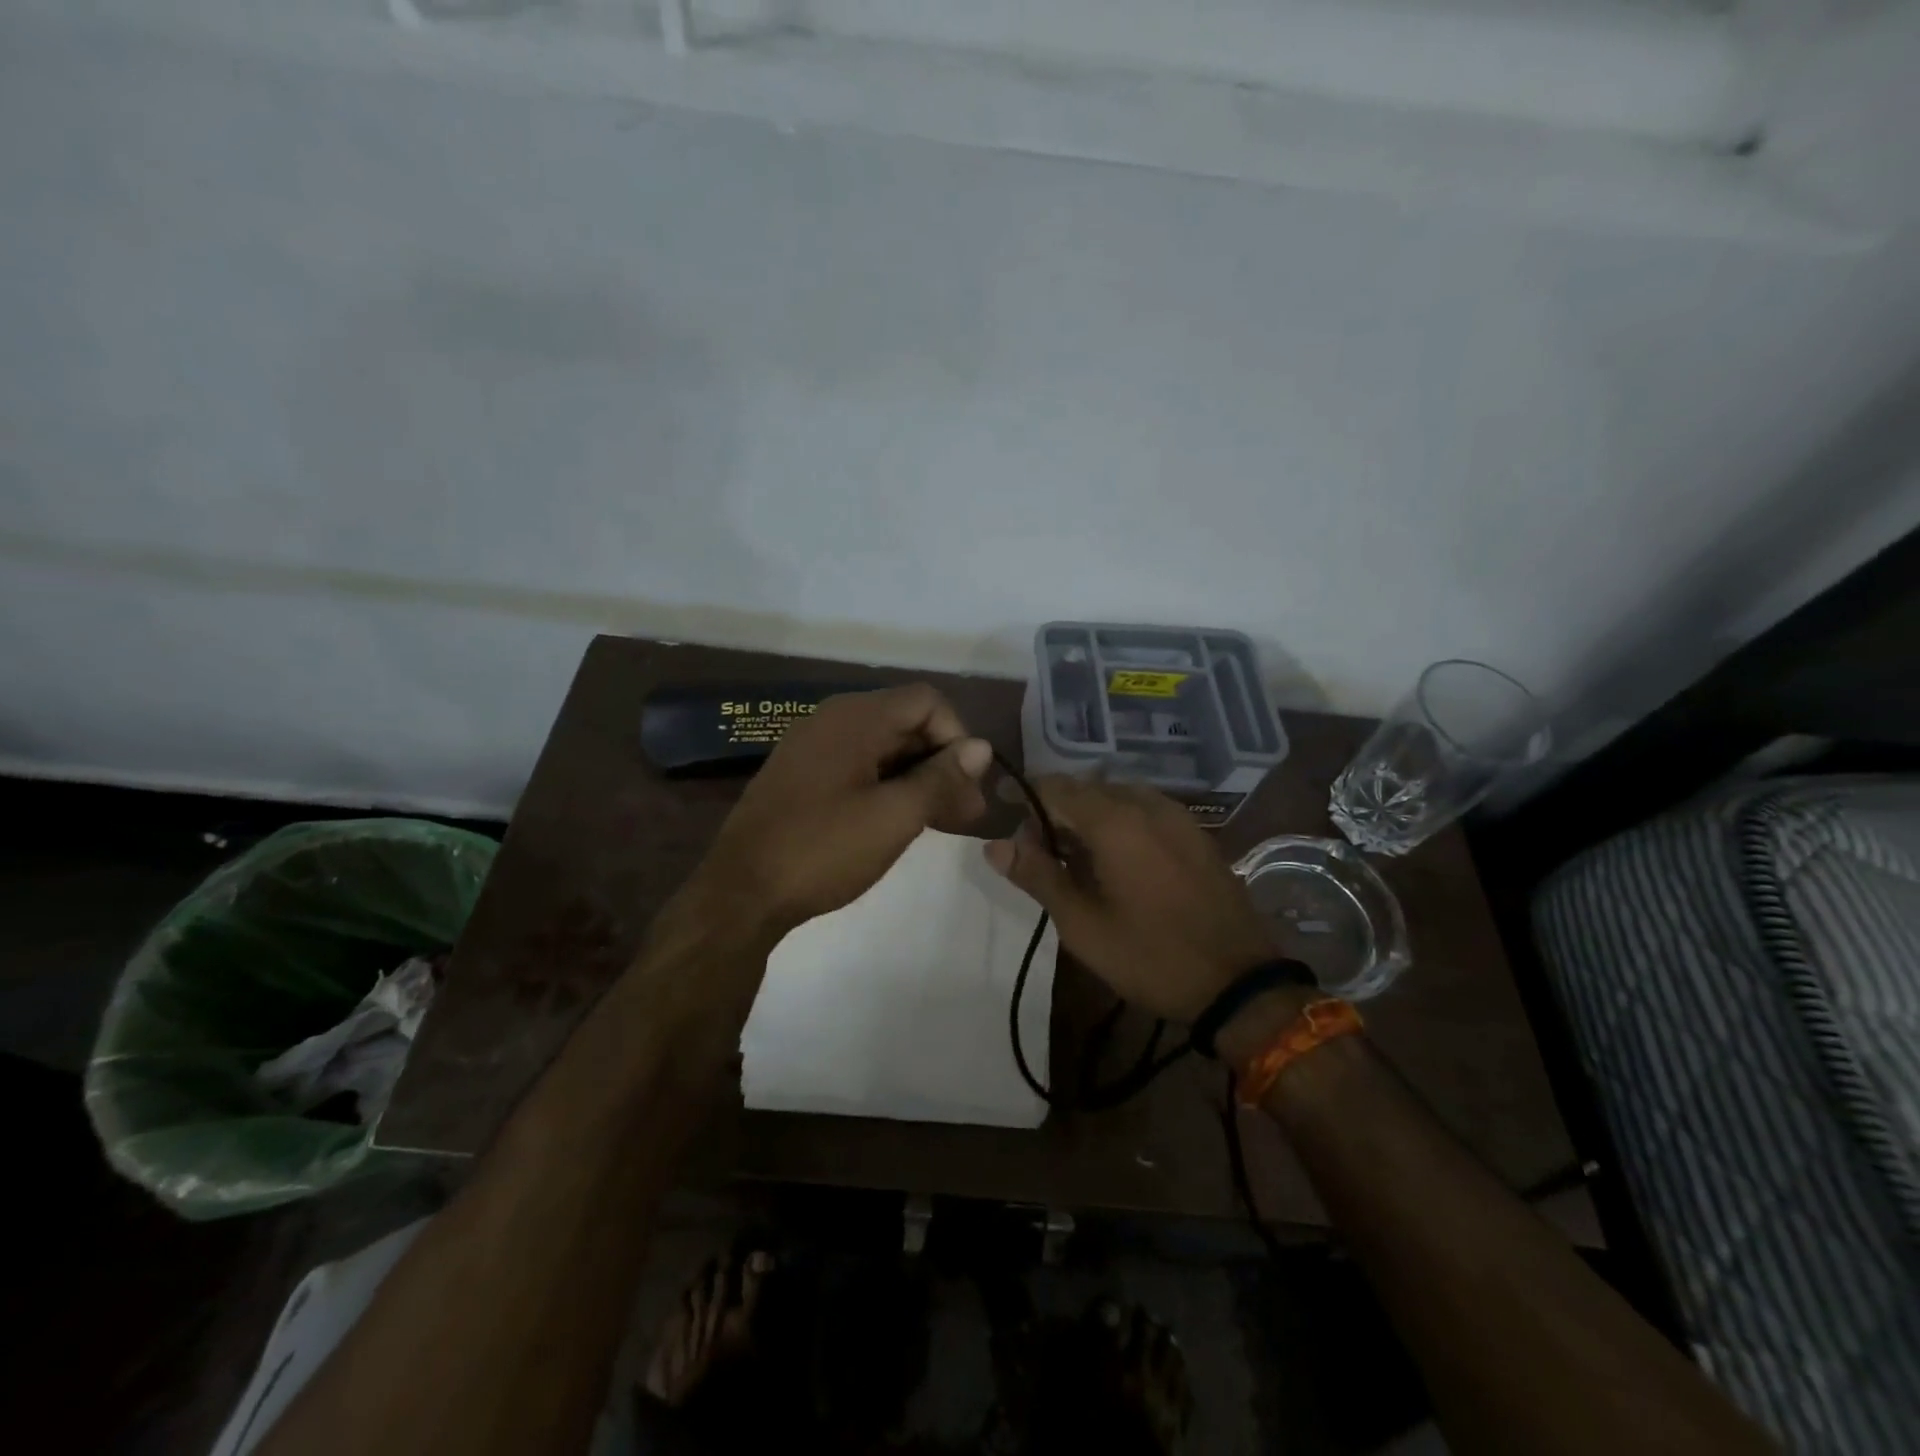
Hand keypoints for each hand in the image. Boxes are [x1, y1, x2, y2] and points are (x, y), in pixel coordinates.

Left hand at [697, 684, 992, 934]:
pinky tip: (900, 821)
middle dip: (942, 763)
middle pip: (906, 723)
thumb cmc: (822, 850)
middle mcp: (833, 720)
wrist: (740, 894)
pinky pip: (859, 766)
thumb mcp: (894, 817)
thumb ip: (941, 778)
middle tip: (967, 813)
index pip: (927, 701)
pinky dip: (888, 786)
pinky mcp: (802, 776)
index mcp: (855, 717)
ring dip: (919, 778)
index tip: (967, 785)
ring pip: (884, 748)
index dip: (957, 737)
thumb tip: (981, 748)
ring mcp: (813, 748)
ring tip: (942, 822)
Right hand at [984, 778, 1273, 1021]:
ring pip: (1116, 797)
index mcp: (1115, 821)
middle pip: (1086, 789)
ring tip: (1074, 859)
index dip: (1025, 799)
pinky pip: (1144, 810)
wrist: (1240, 982)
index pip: (1055, 787)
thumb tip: (994, 845)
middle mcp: (1146, 804)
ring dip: (1087, 816)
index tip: (1006, 820)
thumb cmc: (1152, 956)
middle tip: (1038, 853)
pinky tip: (1115, 859)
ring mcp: (1176, 815)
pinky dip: (1118, 822)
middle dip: (1055, 811)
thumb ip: (1038, 877)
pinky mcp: (1194, 832)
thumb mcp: (1083, 925)